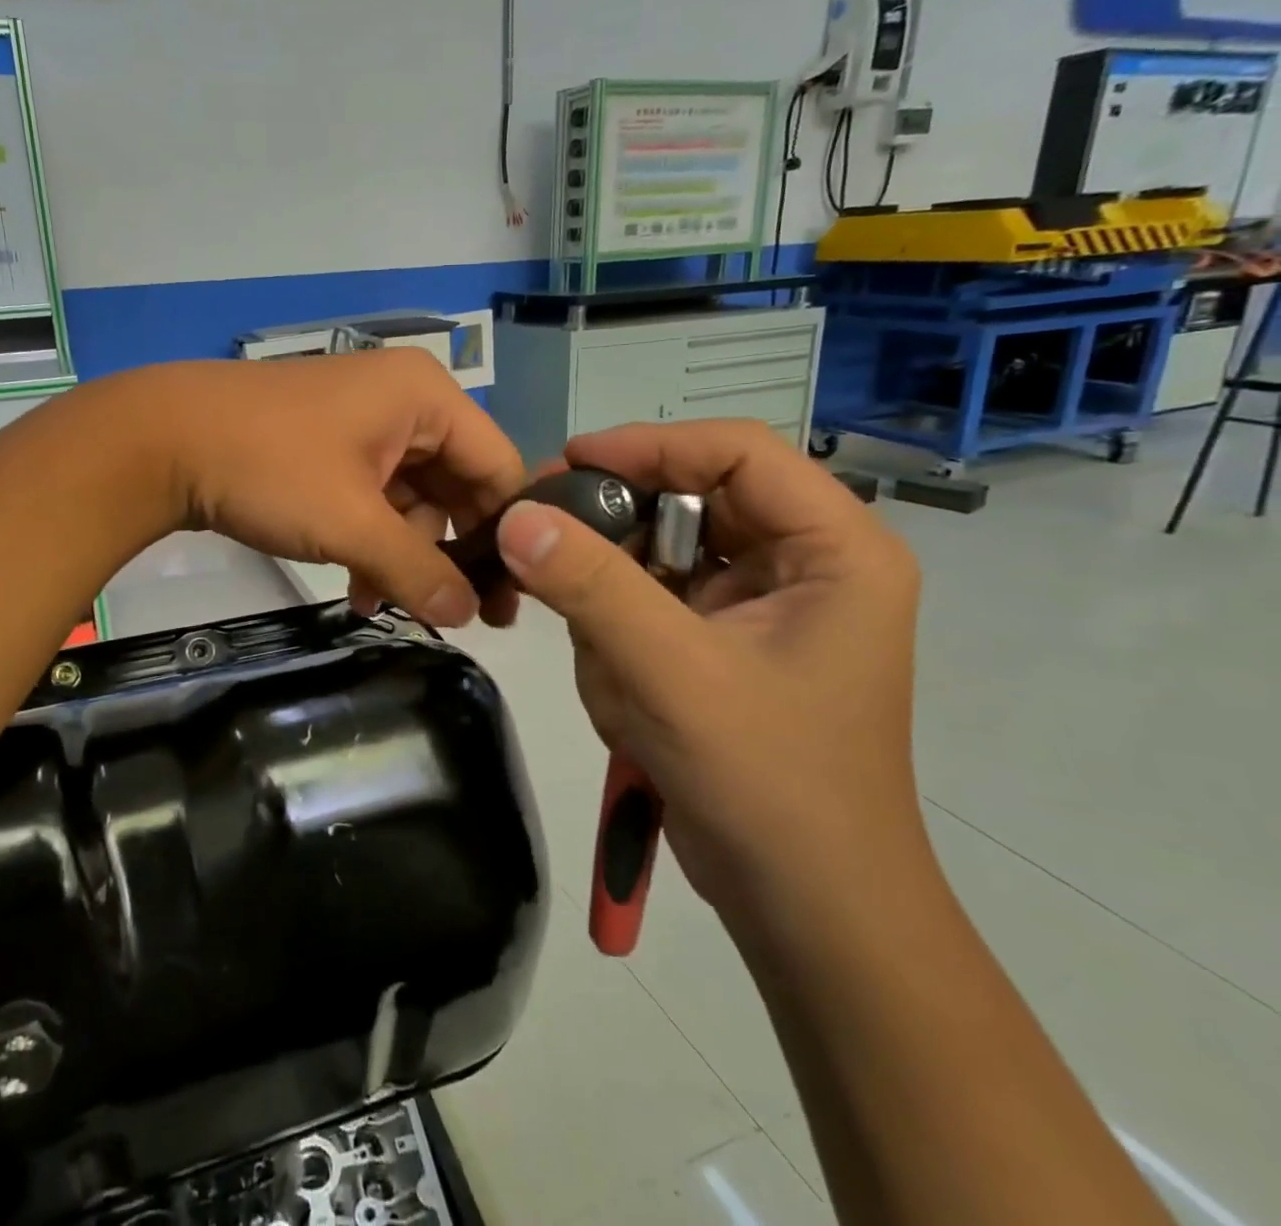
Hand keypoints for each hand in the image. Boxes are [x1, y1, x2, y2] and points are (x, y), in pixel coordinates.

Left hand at [115, 351, 526, 628]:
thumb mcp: (351, 524)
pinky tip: (356, 587)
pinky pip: (374, 497)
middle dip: (445, 552)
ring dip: (401, 555)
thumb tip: (467, 616)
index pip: (498, 468)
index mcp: (427, 399)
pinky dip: (370, 541)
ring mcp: (365, 422)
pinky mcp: (331, 445)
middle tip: (451, 615)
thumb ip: (417, 571)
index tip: (504, 599)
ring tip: (379, 602)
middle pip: (456, 485)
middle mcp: (405, 402)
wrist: (162, 441)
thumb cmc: (270, 469)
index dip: (506, 535)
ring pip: (411, 498)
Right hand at [494, 421, 924, 923]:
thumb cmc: (766, 783)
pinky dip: (617, 629)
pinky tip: (618, 682)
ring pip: (660, 552)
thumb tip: (514, 516)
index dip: (649, 445)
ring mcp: (762, 603)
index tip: (567, 463)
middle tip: (540, 534)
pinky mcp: (725, 639)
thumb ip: (590, 587)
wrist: (802, 904)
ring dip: (614, 594)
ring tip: (604, 658)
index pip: (736, 452)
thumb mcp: (671, 673)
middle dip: (618, 527)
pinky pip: (652, 599)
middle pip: (692, 498)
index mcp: (834, 549)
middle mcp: (804, 562)